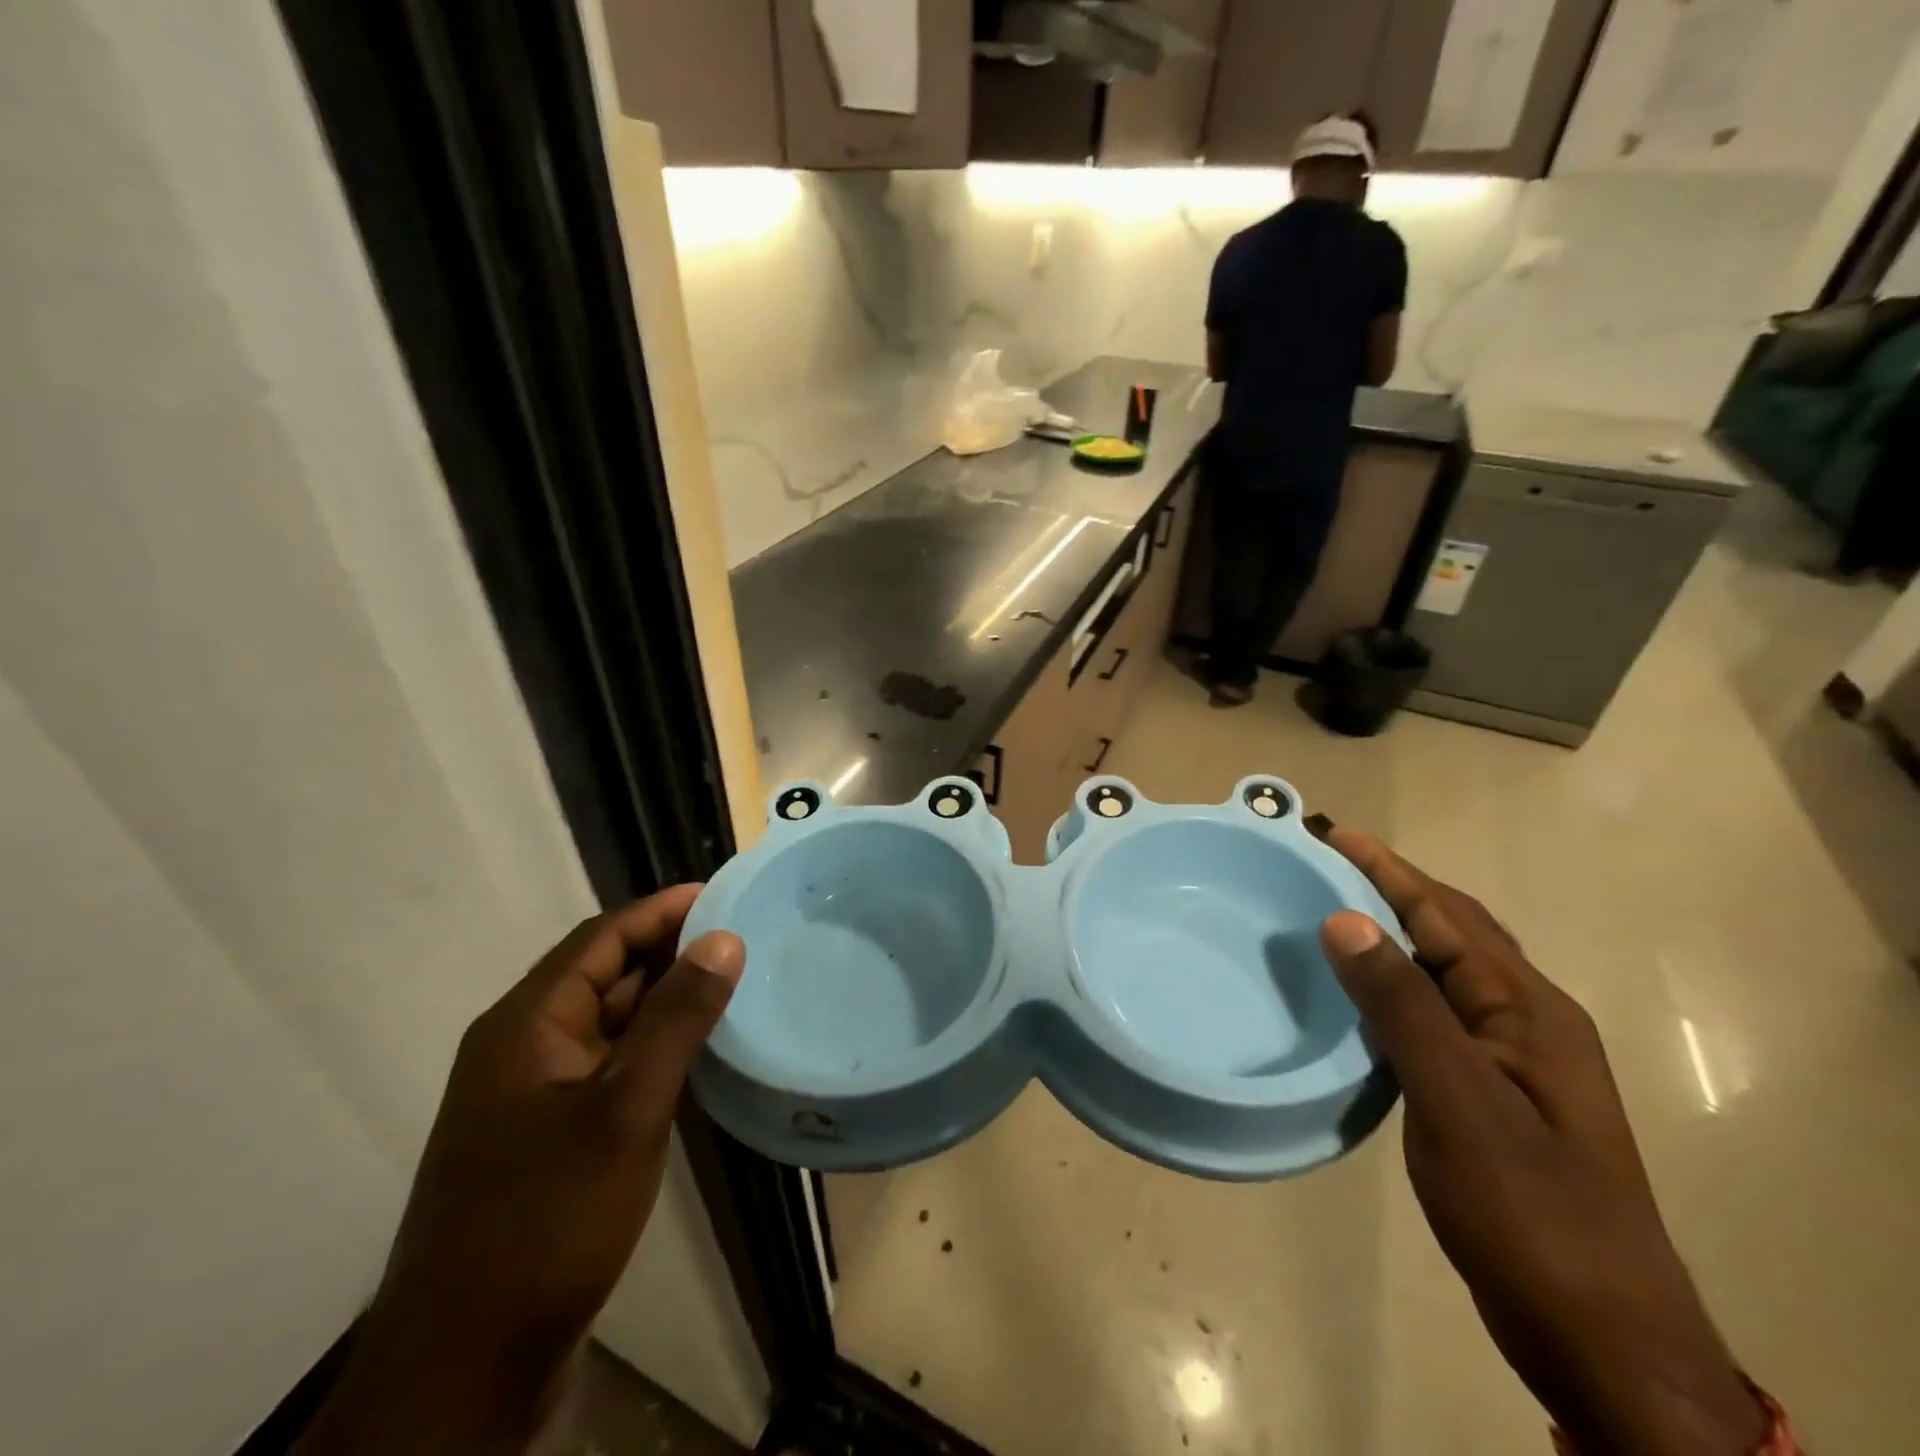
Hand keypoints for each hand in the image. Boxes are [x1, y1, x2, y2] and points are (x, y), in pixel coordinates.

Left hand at [299, 887, 745, 1455]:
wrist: (465, 1371)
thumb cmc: (547, 1221)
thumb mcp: (625, 1110)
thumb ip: (677, 1018)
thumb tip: (724, 938)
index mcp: (526, 1025)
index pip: (601, 938)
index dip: (662, 909)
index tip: (725, 893)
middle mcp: (523, 1047)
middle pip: (604, 974)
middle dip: (670, 949)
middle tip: (743, 935)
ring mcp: (534, 1095)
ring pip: (609, 1022)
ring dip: (665, 999)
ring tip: (734, 980)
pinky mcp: (549, 1137)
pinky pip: (609, 1066)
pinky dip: (654, 1047)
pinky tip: (700, 1050)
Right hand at [1317, 829, 1769, 1455]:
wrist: (1601, 1339)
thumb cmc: (1529, 1212)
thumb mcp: (1458, 1102)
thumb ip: (1402, 1006)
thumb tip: (1344, 918)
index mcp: (1528, 1009)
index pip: (1447, 915)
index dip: (1387, 869)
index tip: (1330, 833)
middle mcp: (1528, 1020)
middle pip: (1454, 930)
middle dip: (1392, 887)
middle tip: (1324, 862)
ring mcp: (1515, 1059)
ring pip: (1446, 971)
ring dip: (1393, 933)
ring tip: (1332, 911)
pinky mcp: (1495, 1093)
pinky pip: (1437, 1012)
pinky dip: (1395, 984)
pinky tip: (1361, 993)